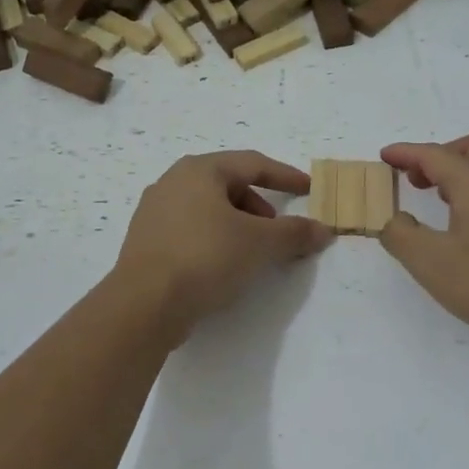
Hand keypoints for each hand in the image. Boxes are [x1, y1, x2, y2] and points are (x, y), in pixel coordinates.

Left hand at [114, 151, 332, 334]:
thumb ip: (294, 233)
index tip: (309, 189)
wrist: (144, 304)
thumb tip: (323, 230)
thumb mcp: (259, 244)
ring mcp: (154, 212)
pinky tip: (221, 267)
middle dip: (259, 207)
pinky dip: (214, 240)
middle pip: (229, 185)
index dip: (285, 176)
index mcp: (199, 170)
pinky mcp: (146, 242)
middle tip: (276, 233)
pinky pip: (190, 230)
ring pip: (208, 209)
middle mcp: (172, 182)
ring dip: (237, 225)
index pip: (252, 164)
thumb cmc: (205, 257)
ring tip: (251, 254)